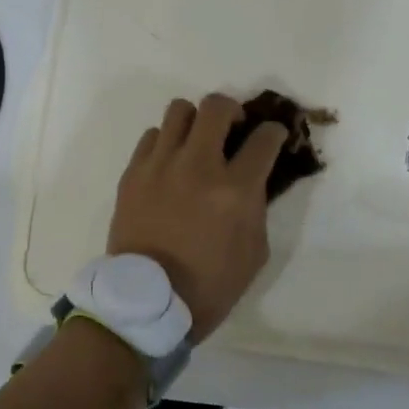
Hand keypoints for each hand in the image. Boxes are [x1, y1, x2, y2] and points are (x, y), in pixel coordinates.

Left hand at [108, 94, 287, 340]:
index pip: (264, 139)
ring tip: (196, 141)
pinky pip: (152, 136)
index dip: (274, 132)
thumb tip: (253, 177)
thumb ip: (257, 205)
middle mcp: (198, 165)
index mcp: (234, 190)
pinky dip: (166, 142)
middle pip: (216, 106)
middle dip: (232, 109)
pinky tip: (170, 162)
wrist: (148, 302)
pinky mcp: (133, 172)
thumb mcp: (254, 251)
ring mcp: (161, 165)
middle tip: (233, 127)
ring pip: (179, 110)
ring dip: (195, 121)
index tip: (273, 135)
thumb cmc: (209, 284)